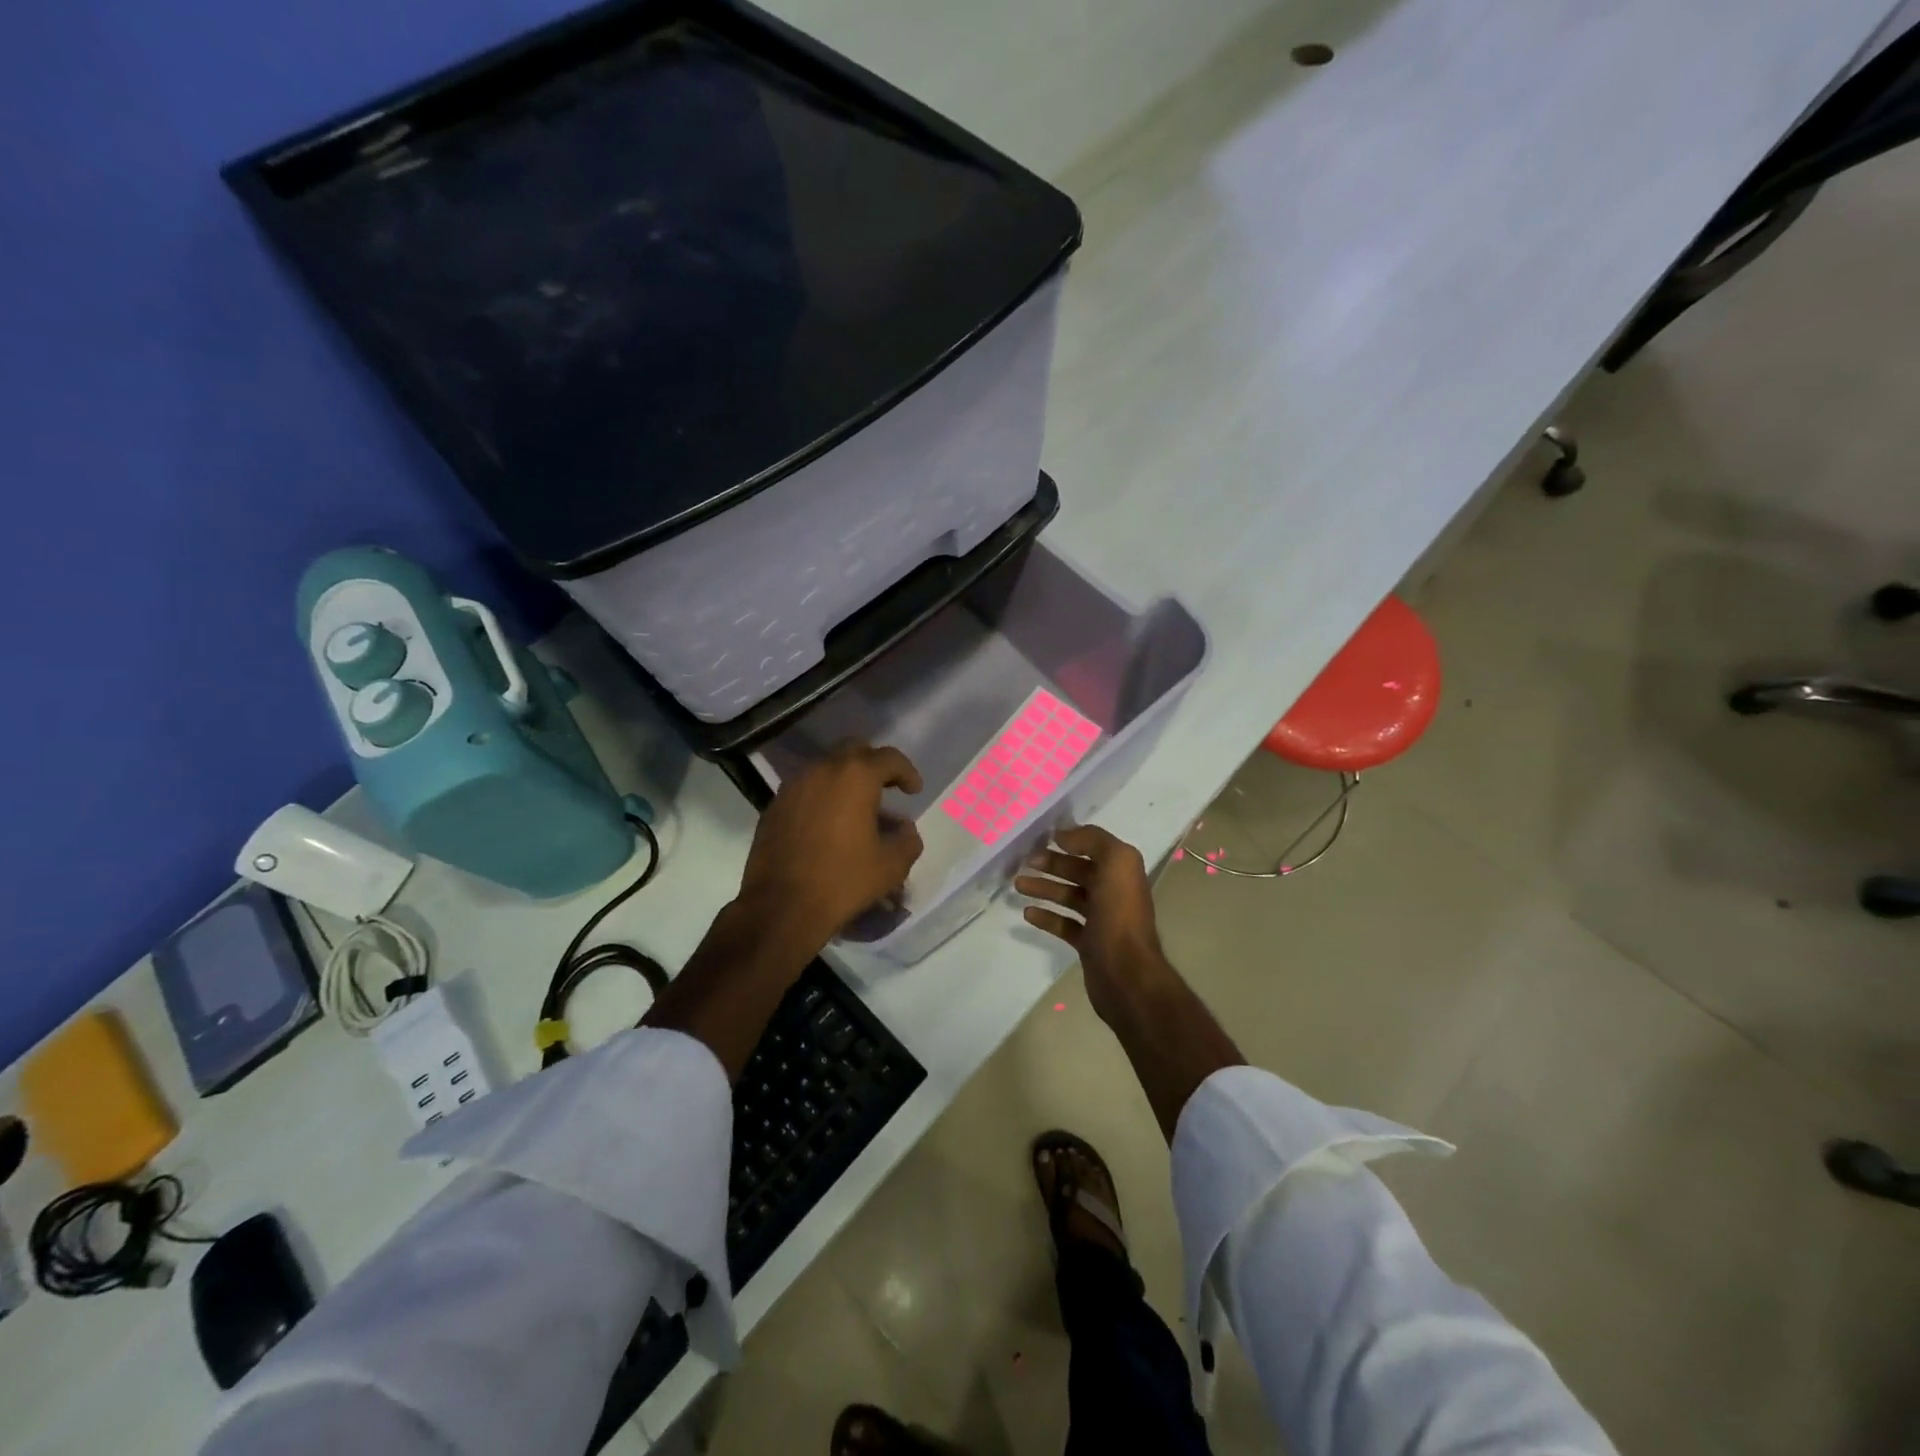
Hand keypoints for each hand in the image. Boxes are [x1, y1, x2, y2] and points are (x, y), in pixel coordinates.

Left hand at [737, 742, 924, 950]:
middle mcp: (822, 770)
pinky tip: (829, 826)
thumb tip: (904, 829)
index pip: (889, 758)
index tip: (913, 791)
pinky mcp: (774, 807)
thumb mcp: (891, 865)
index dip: (907, 772)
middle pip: (854, 751)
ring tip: (857, 810)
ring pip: (826, 769)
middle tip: (886, 789)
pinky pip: (806, 790)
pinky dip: (822, 798)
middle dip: (874, 766)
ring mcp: (793, 787)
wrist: (781, 907)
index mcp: (855, 776)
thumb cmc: (843, 881)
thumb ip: (907, 839)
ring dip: (845, 781)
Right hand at [1016, 825, 1172, 1024]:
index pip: (1094, 848)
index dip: (1071, 841)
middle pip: (1079, 871)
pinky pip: (1064, 924)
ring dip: (1044, 888)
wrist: (1126, 974)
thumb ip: (1093, 841)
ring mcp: (1101, 919)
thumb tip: (1064, 834)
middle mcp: (1114, 892)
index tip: (1043, 837)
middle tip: (1025, 861)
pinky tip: (1027, 913)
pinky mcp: (1088, 943)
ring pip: (1068, 896)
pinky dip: (1047, 917)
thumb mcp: (1116, 863)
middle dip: (1053, 864)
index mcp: (1122, 871)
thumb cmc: (1120, 914)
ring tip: (1018, 884)